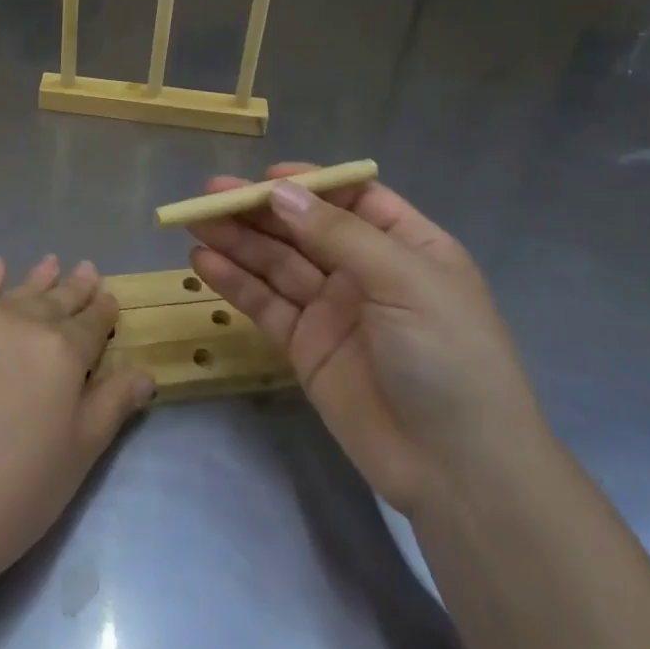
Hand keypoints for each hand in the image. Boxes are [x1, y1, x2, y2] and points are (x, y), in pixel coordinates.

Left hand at [0, 256, 151, 604]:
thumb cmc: (8, 497)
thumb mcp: (75, 458)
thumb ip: (111, 406)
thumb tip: (145, 372)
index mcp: (60, 351)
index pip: (91, 325)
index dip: (104, 313)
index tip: (111, 300)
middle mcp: (17, 323)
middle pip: (54, 301)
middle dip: (74, 288)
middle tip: (88, 270)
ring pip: (13, 292)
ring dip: (36, 279)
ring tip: (51, 261)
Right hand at [186, 165, 541, 514]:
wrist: (457, 471)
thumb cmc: (448, 357)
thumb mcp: (404, 281)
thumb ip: (337, 234)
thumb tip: (280, 192)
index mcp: (405, 245)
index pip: (349, 199)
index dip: (307, 184)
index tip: (263, 177)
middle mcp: (366, 271)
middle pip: (303, 228)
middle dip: (258, 210)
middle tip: (207, 196)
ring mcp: (333, 310)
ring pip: (277, 264)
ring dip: (237, 241)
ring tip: (192, 223)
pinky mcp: (305, 346)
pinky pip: (265, 305)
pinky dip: (235, 282)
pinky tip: (203, 262)